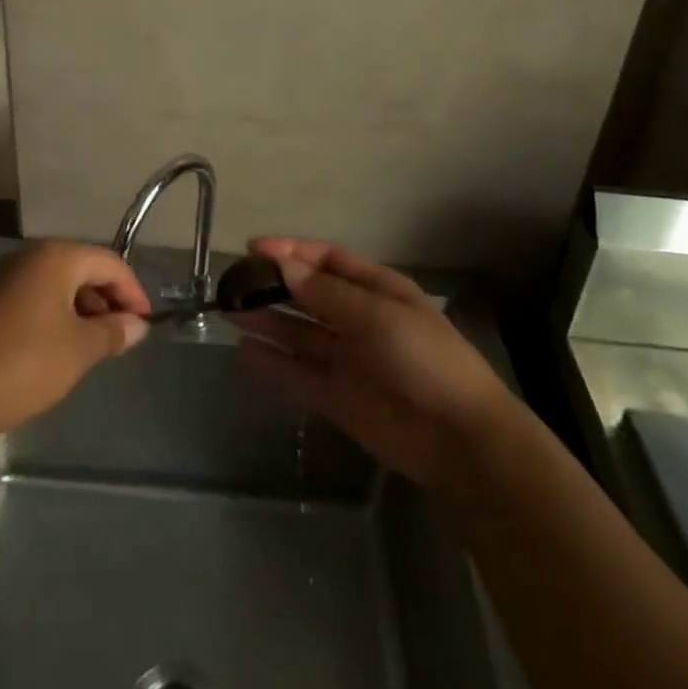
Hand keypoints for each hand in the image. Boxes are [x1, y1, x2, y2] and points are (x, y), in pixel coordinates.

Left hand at [0, 242, 150, 437]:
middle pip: (81, 268)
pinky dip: (54, 316)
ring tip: (94, 345)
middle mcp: (28, 257)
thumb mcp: (80, 349)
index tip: (145, 321)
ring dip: (81, 309)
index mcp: (56, 257)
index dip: (132, 290)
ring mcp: (2, 278)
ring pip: (56, 284)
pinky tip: (58, 348)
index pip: (108, 262)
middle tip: (122, 334)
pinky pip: (32, 298)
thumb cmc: (25, 363)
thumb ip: (113, 332)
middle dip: (107, 298)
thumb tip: (137, 325)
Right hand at [232, 237, 525, 490]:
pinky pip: (297, 373)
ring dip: (267, 321)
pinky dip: (272, 363)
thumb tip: (282, 265)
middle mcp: (358, 319)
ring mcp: (347, 358)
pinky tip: (245, 352)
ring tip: (229, 311)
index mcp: (377, 290)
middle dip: (274, 286)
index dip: (292, 252)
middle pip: (308, 295)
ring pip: (298, 333)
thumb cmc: (425, 360)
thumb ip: (326, 294)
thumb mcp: (378, 317)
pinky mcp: (337, 397)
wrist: (458, 440)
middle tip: (233, 282)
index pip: (327, 261)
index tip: (254, 249)